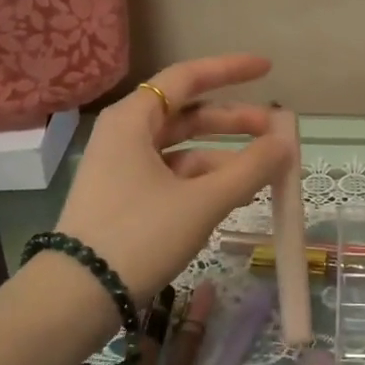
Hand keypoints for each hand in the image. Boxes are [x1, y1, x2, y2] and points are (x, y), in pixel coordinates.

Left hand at [52, 54, 290, 302]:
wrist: (78, 296)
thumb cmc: (139, 235)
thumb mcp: (202, 201)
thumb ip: (250, 169)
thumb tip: (286, 143)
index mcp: (133, 120)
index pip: (187, 78)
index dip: (230, 70)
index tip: (267, 69)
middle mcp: (124, 135)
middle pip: (187, 114)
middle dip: (233, 121)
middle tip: (274, 132)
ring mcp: (122, 168)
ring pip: (182, 149)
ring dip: (224, 156)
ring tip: (264, 172)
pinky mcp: (125, 198)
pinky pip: (173, 176)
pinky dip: (205, 180)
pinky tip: (234, 195)